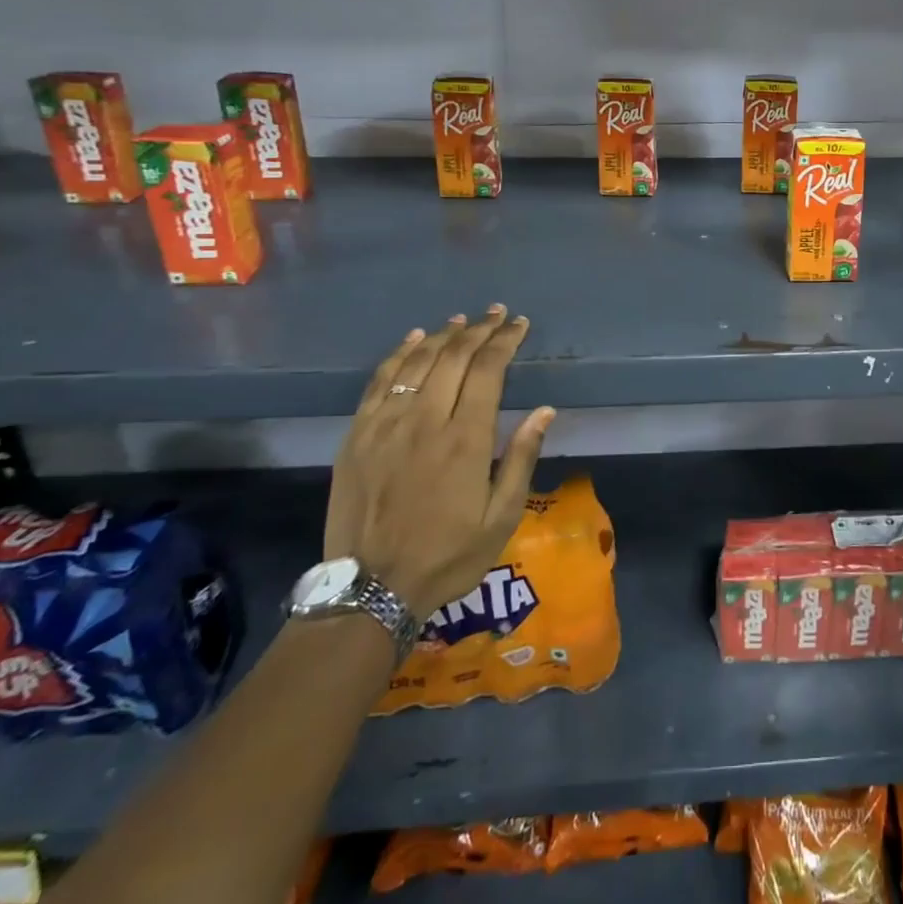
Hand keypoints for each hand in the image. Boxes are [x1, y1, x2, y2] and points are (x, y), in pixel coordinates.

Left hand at [324, 306, 555, 621]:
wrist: (370, 589)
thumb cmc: (448, 556)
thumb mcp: (501, 517)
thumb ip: (521, 458)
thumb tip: (544, 410)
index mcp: (465, 439)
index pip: (488, 370)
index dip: (505, 341)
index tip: (519, 324)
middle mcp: (425, 420)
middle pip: (454, 357)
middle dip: (479, 330)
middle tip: (496, 314)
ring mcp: (386, 424)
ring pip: (418, 362)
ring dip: (444, 335)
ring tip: (463, 320)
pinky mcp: (357, 435)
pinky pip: (380, 381)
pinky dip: (400, 354)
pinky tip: (415, 340)